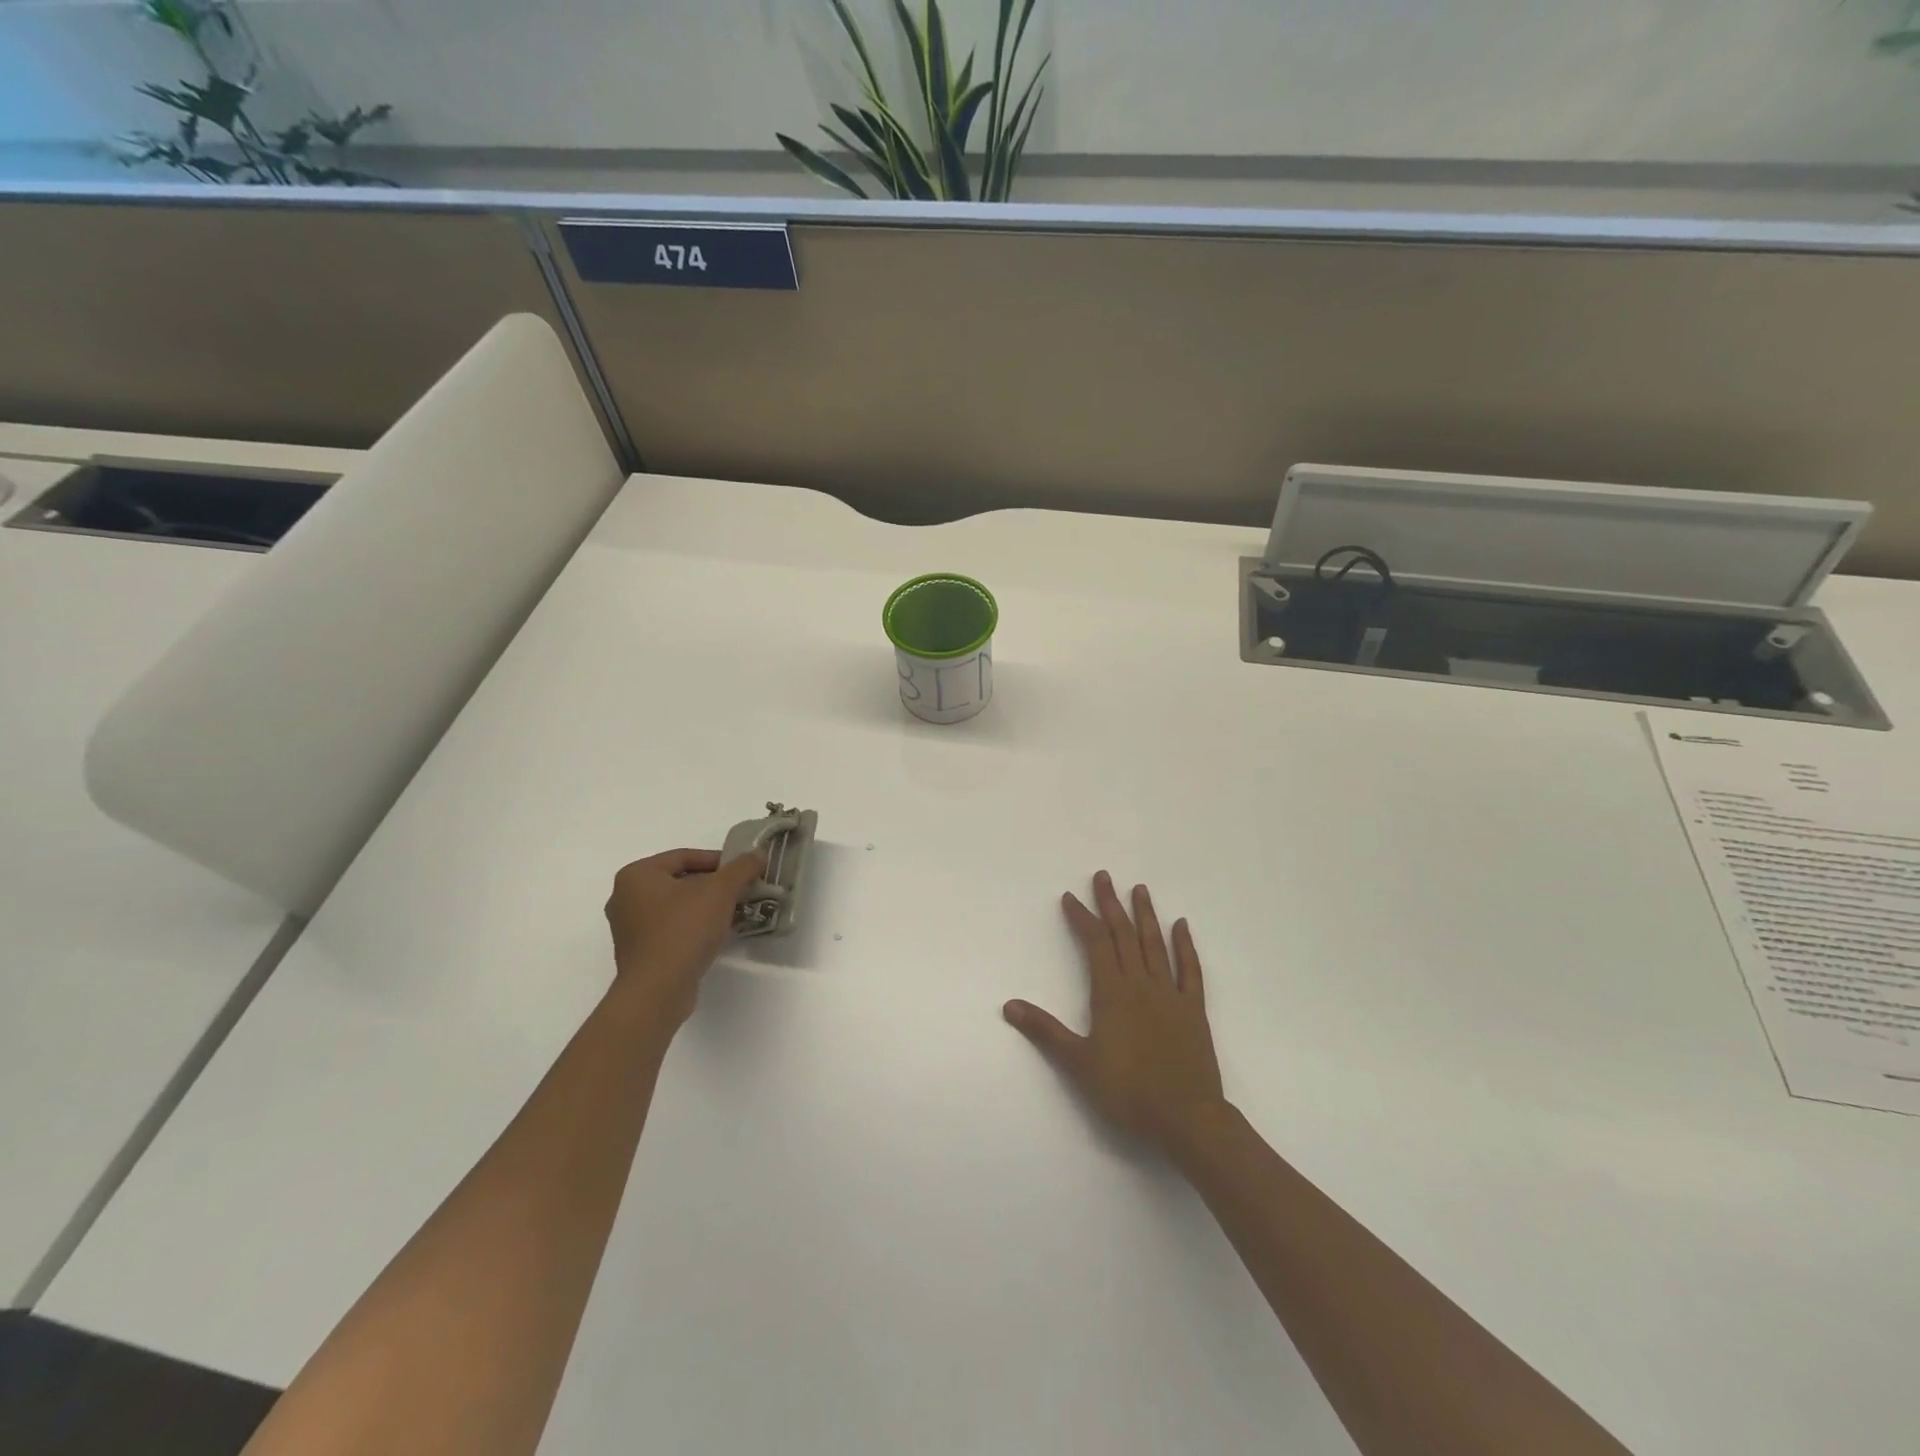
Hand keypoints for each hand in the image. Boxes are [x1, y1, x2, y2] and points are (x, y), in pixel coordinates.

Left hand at [604, 848, 765, 1028]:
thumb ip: (741, 868)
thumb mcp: (720, 891)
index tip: (743, 870)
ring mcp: (629, 928)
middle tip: (741, 890)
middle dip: (713, 885)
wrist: (658, 991)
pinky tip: (717, 934)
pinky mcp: (639, 953)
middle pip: (680, 881)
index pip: (683, 856)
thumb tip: (758, 854)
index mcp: (636, 875)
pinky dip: (694, 927)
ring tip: (735, 911)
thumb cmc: (684, 930)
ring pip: (676, 906)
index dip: (718, 860)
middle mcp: (625, 898)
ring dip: (706, 906)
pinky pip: (671, 929)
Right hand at [1004, 871, 1226, 1159]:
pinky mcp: (1193, 1009)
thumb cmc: (1128, 1092)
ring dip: (1146, 915)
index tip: (1070, 897)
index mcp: (1112, 993)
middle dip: (1111, 904)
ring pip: (1155, 944)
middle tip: (1103, 876)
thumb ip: (1045, 1031)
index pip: (1094, 943)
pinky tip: (1182, 926)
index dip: (1081, 918)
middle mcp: (1141, 984)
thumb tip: (1009, 1006)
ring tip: (1139, 889)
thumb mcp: (1079, 1063)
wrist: (1187, 1118)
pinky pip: (1190, 970)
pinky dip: (1186, 946)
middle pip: (1123, 935)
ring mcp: (1170, 994)